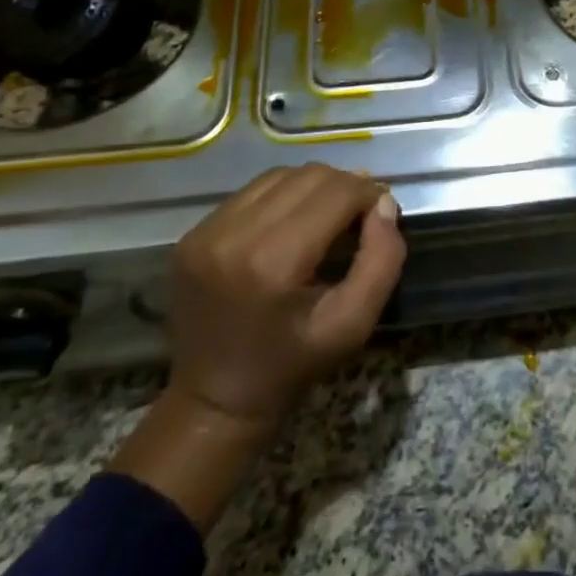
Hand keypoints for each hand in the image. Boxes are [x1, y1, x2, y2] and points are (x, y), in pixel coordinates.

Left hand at [109, 165, 404, 530]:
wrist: (216, 399)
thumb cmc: (293, 364)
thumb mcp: (354, 324)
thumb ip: (382, 260)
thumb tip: (384, 204)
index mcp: (274, 262)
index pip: (336, 192)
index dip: (368, 193)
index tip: (382, 210)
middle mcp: (233, 235)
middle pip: (308, 175)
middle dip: (344, 186)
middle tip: (359, 213)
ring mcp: (205, 232)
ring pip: (279, 176)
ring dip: (312, 187)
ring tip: (327, 215)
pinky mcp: (192, 234)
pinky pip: (250, 193)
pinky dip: (281, 198)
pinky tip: (291, 223)